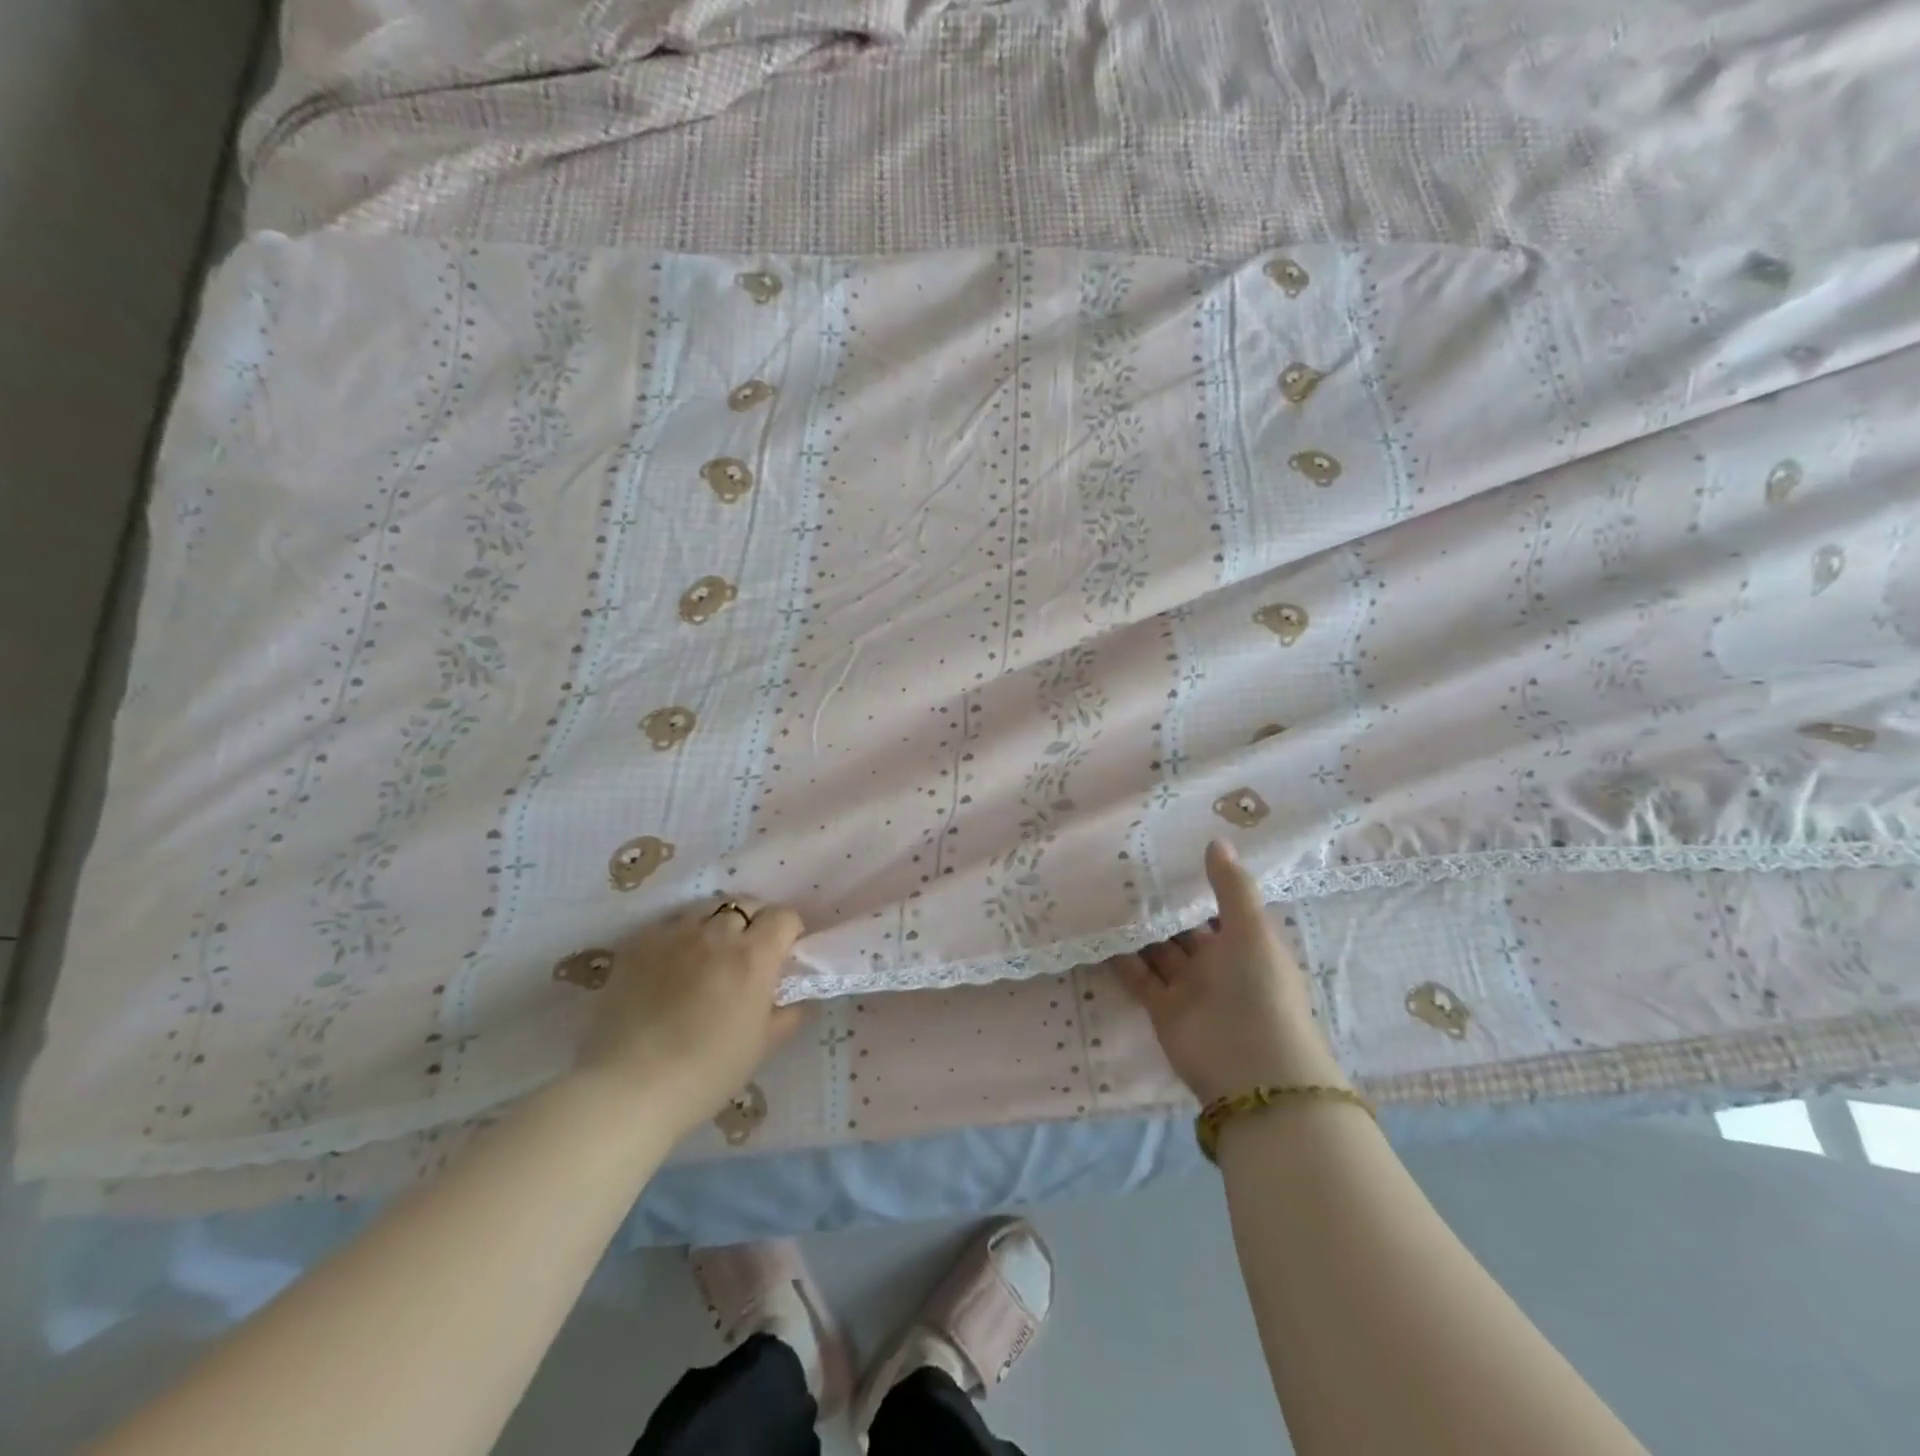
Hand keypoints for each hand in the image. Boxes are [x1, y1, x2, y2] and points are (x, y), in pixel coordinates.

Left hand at [578, 895, 808, 1134]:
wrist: (629, 1088)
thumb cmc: (707, 1072)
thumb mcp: (761, 1047)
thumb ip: (788, 1015)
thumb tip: (801, 999)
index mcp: (754, 955)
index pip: (783, 917)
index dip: (788, 931)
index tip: (784, 952)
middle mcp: (717, 932)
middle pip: (746, 904)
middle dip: (753, 922)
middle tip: (747, 954)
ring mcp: (674, 933)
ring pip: (706, 910)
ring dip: (715, 925)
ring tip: (707, 956)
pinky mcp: (638, 943)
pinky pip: (669, 926)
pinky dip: (679, 937)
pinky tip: (670, 967)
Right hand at [1108, 841, 1345, 1103]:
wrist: (1252, 1069)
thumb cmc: (1260, 990)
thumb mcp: (1251, 930)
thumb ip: (1231, 886)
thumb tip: (1215, 841)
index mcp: (1246, 944)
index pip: (1219, 909)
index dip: (1198, 886)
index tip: (1168, 856)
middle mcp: (1218, 965)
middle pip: (1185, 930)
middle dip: (1162, 907)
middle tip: (1126, 870)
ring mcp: (1189, 988)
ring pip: (1159, 952)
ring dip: (1139, 930)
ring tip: (1107, 894)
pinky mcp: (1163, 1010)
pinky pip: (1139, 978)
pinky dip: (1122, 959)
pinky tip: (1100, 932)